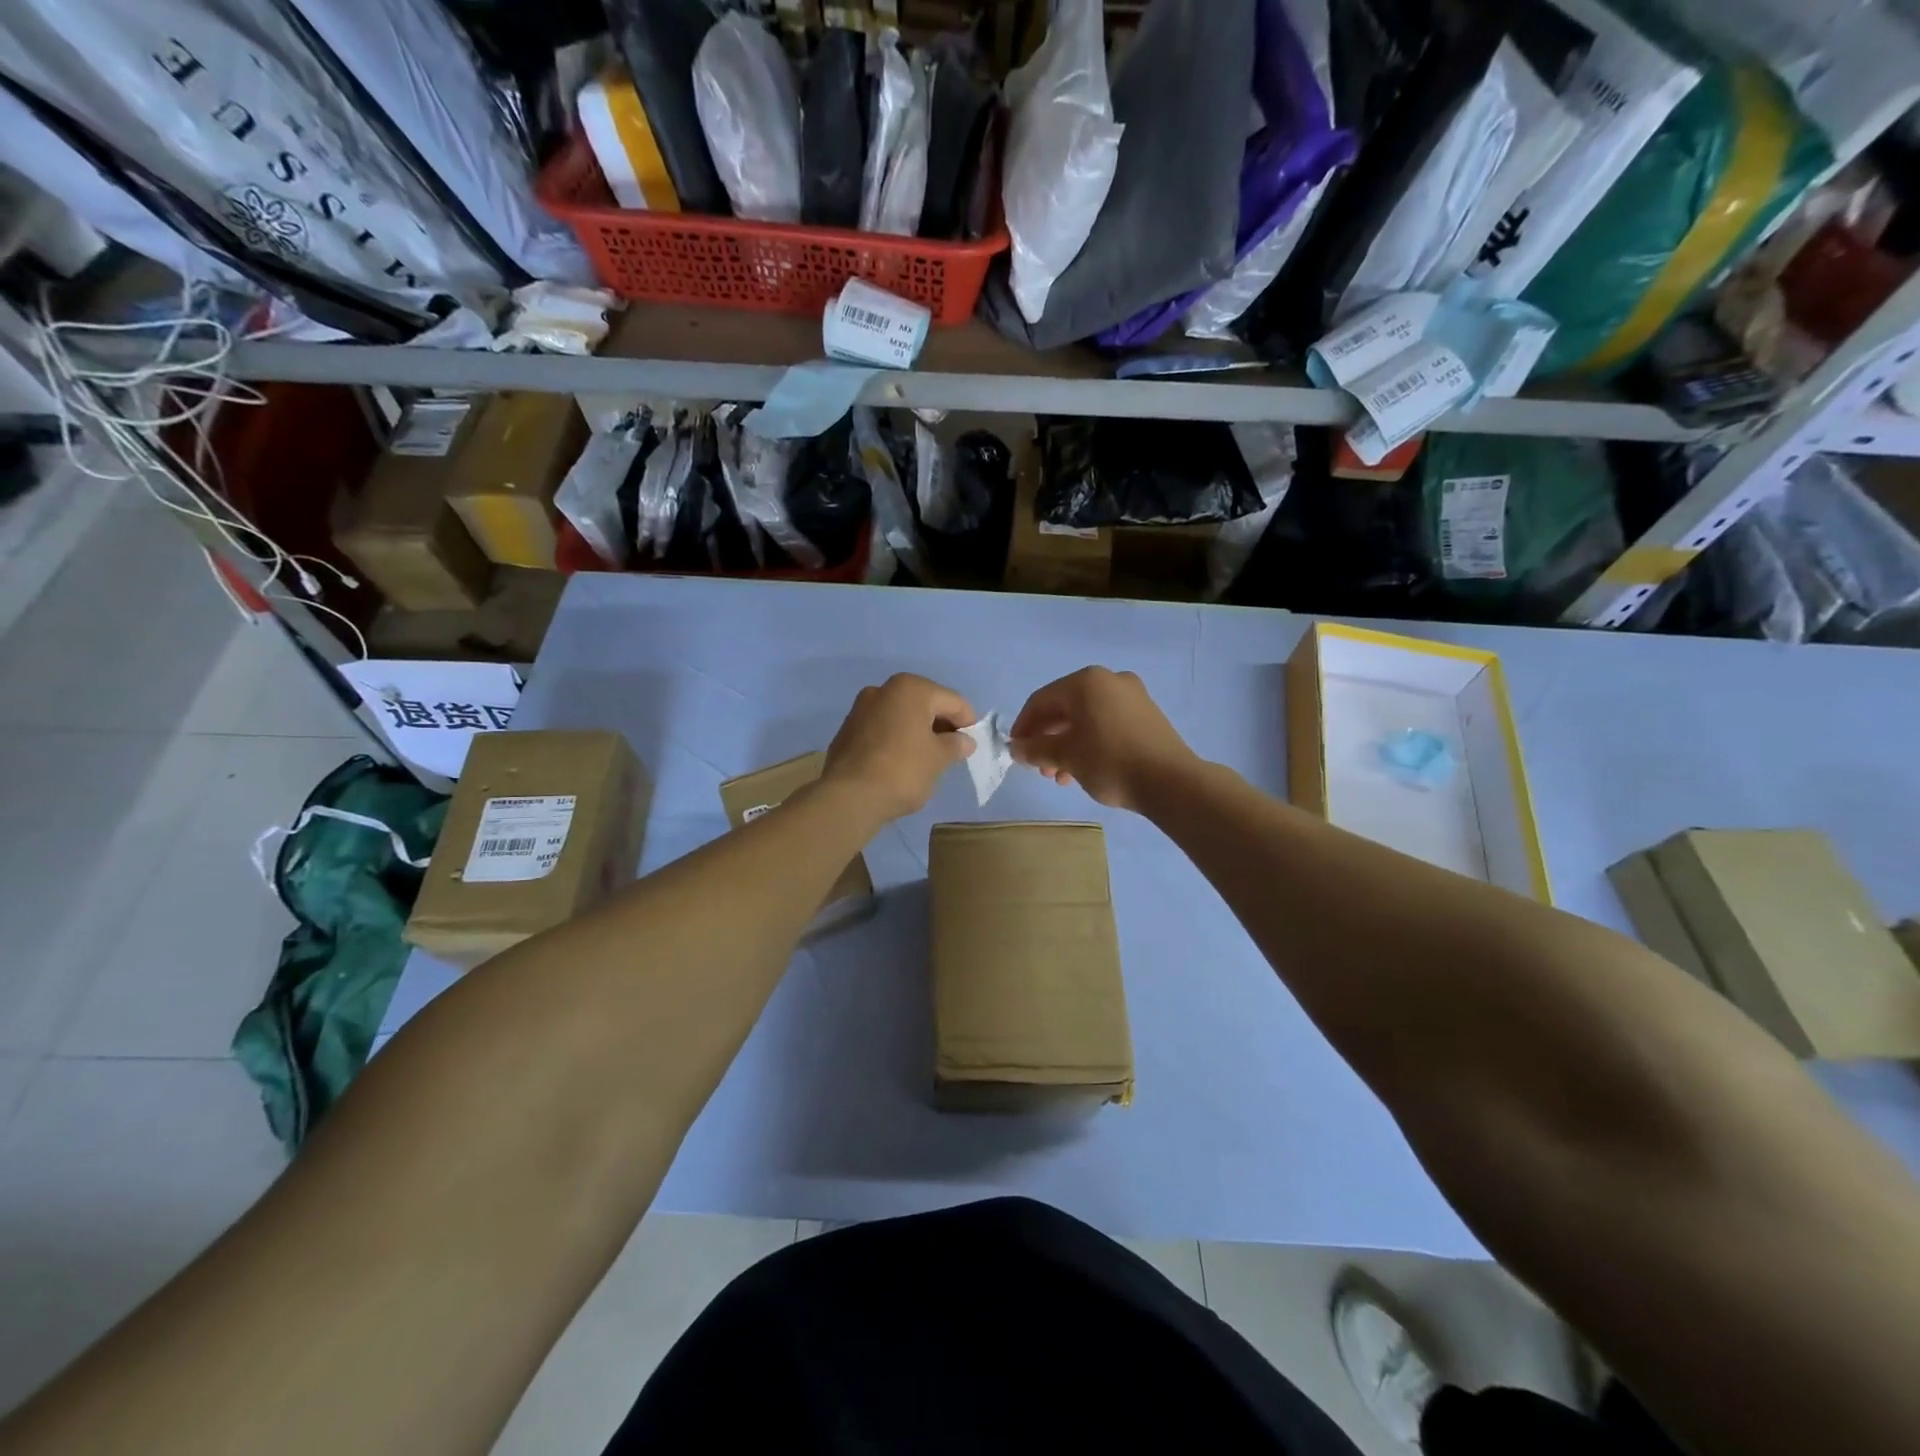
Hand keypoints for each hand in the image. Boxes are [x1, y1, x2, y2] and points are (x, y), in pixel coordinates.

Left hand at [823, 674, 975, 820]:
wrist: (849, 797)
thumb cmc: (903, 771)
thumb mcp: (938, 759)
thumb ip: (955, 745)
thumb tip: (964, 741)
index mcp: (910, 689)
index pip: (952, 701)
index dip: (968, 722)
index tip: (972, 745)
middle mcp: (883, 690)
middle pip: (925, 704)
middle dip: (941, 725)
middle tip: (952, 752)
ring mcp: (861, 708)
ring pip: (902, 716)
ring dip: (918, 732)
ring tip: (927, 759)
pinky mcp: (847, 729)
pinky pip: (882, 729)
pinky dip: (897, 739)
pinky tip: (901, 762)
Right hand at [1010, 668, 1195, 811]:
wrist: (1170, 781)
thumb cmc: (1109, 761)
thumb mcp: (1065, 756)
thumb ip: (1036, 748)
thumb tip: (1016, 747)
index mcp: (1086, 681)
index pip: (1041, 700)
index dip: (1023, 726)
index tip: (1016, 751)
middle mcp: (1109, 680)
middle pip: (1065, 708)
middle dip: (1047, 739)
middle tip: (1039, 768)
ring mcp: (1132, 696)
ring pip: (1086, 718)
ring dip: (1067, 745)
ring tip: (1061, 776)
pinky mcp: (1147, 715)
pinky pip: (1107, 723)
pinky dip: (1090, 742)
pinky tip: (1084, 769)